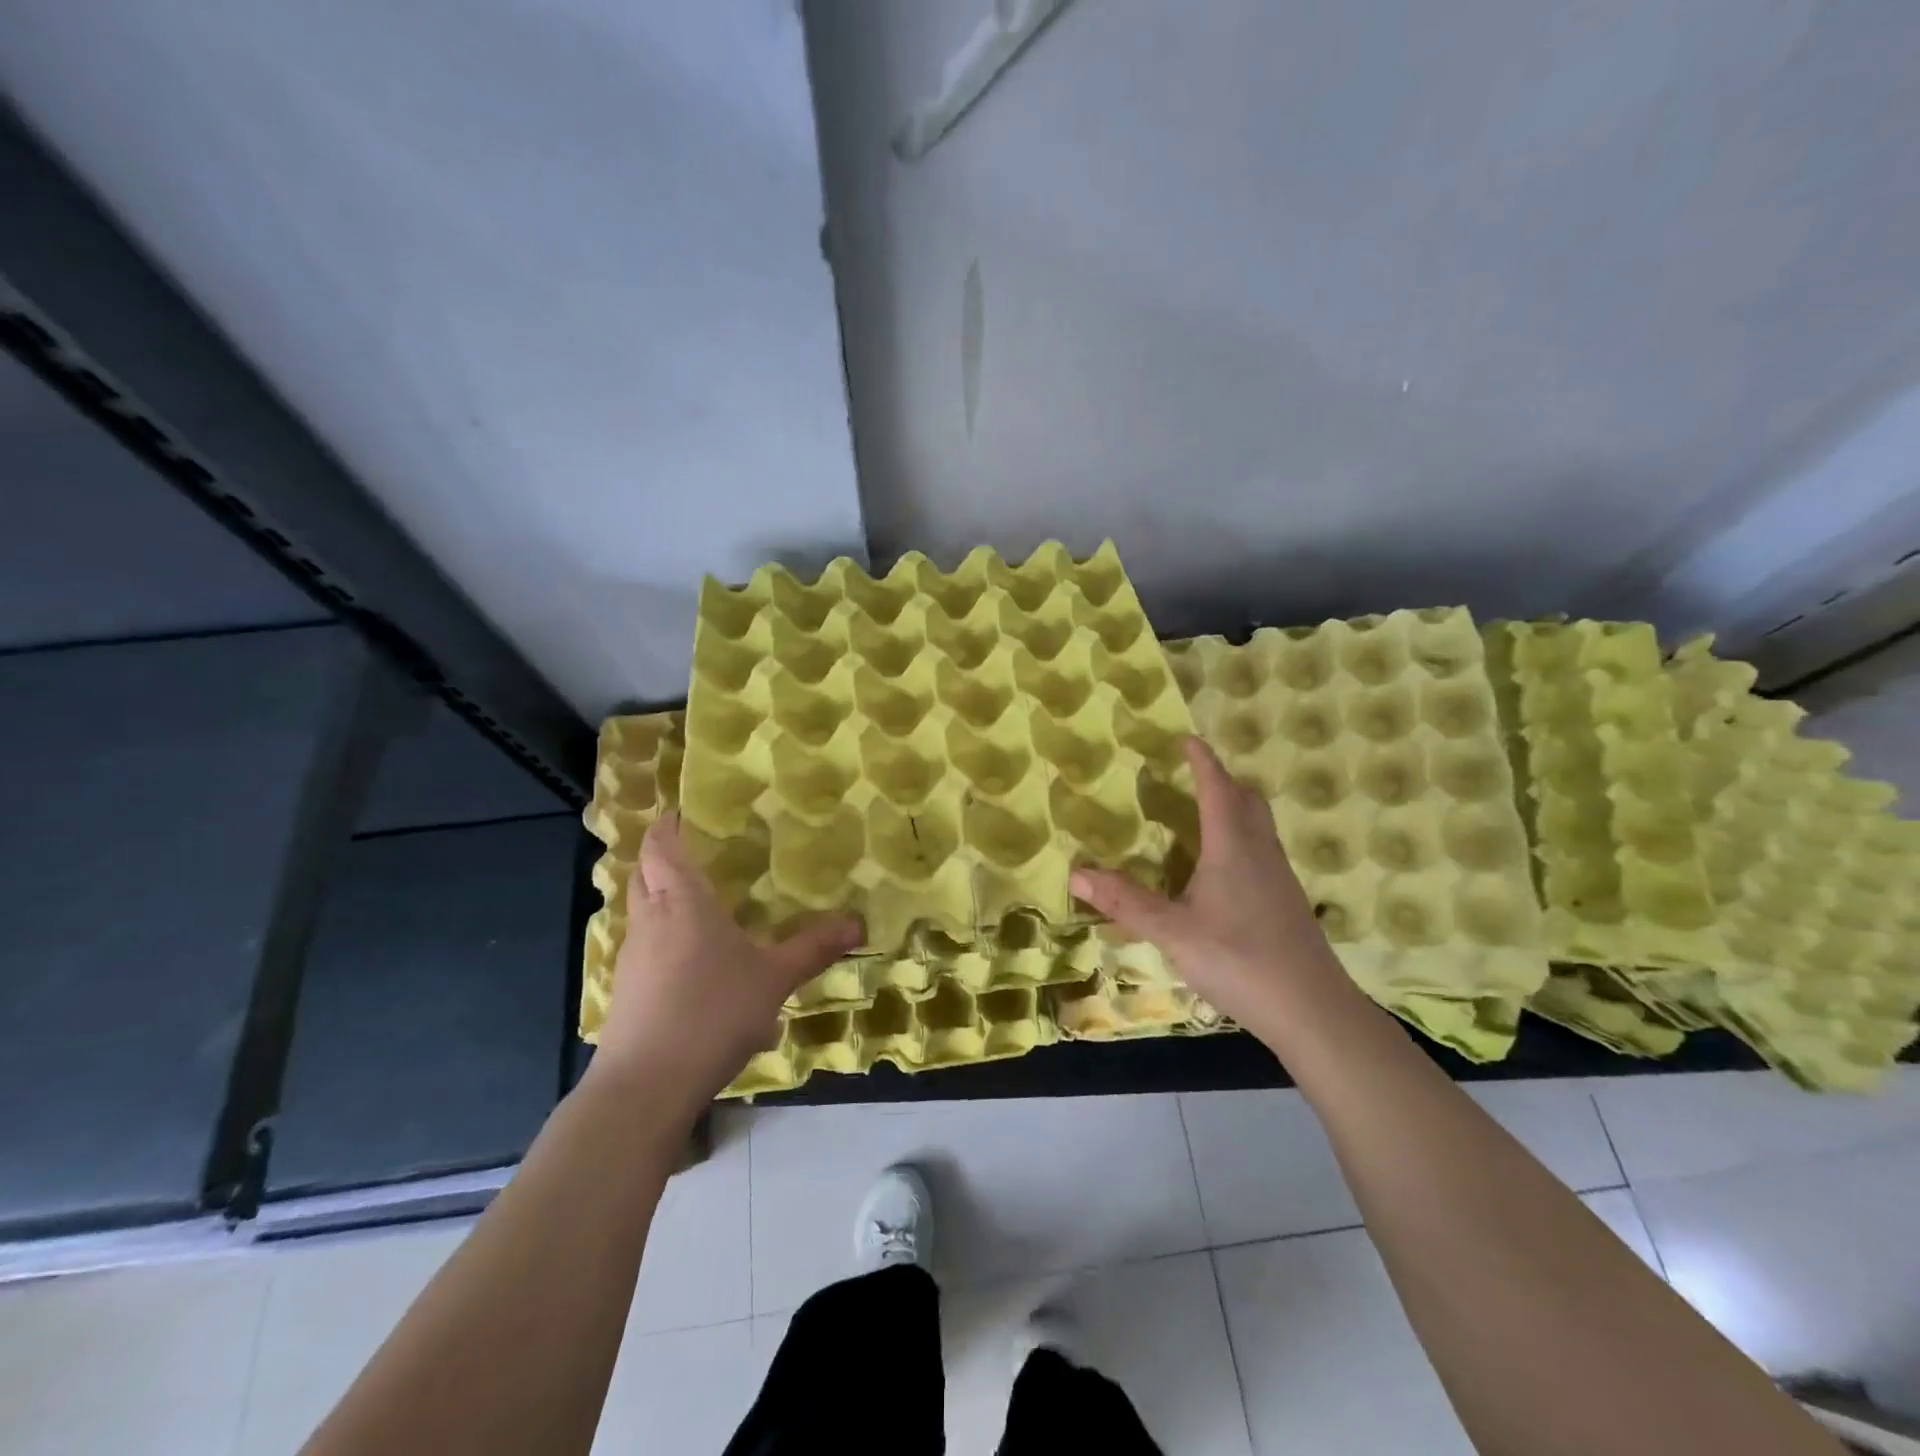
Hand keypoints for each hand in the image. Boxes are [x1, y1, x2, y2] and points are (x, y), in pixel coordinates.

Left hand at [596, 812, 862, 1113]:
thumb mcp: (774, 978)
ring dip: (664, 899)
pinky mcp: (626, 991)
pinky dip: (665, 939)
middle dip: (664, 857)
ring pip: (643, 912)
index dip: (669, 823)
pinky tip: (697, 964)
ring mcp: (632, 957)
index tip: (686, 810)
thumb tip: (858, 923)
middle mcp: (650, 920)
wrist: (646, 1086)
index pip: (662, 845)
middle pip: (644, 873)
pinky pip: (645, 947)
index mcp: (681, 901)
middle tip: (702, 852)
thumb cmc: (711, 1012)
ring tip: (704, 905)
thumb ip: (813, 948)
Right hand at [1071, 736, 1357, 1034]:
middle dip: (1221, 780)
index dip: (1202, 761)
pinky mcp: (1286, 901)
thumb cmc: (1239, 960)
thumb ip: (1125, 902)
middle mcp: (1260, 851)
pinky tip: (1222, 869)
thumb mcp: (1172, 932)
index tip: (1187, 739)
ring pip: (1259, 825)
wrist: (1312, 1010)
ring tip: (1202, 814)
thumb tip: (1075, 874)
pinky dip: (1241, 837)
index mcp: (1232, 847)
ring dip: (1234, 807)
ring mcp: (1279, 877)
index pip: (1217, 788)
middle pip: (1246, 799)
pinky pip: (1263, 849)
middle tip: (1193, 775)